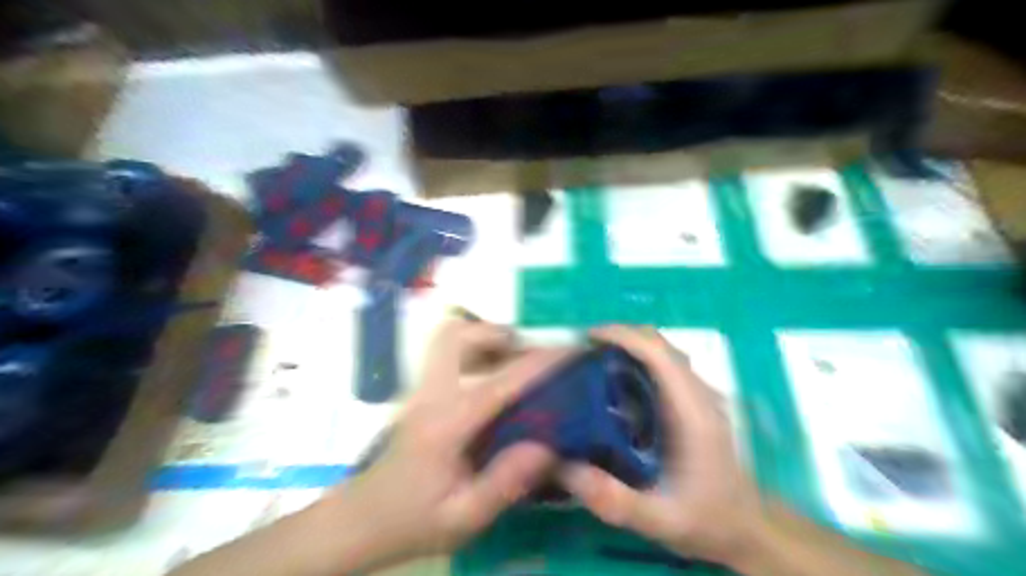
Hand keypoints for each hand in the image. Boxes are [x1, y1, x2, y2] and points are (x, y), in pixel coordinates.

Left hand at [328, 319, 573, 566]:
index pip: (499, 382)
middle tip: (530, 354)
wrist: (364, 519)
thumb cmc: (414, 520)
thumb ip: (504, 483)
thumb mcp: (464, 518)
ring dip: (485, 337)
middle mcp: (431, 395)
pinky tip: (493, 374)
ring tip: (514, 360)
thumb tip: (547, 446)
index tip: (571, 350)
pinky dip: (475, 349)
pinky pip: (448, 352)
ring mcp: (421, 388)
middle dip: (499, 335)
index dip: (539, 363)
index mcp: (446, 425)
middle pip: (457, 336)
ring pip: (449, 337)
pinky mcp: (422, 391)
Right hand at [558, 327, 765, 563]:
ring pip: (664, 352)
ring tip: (594, 361)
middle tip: (583, 350)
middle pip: (660, 344)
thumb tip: (562, 467)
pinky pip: (665, 366)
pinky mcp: (696, 400)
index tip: (588, 338)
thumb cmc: (706, 518)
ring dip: (630, 346)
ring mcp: (701, 394)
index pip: (659, 355)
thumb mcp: (658, 520)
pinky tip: (617, 383)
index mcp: (692, 413)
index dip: (623, 337)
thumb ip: (613, 499)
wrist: (749, 526)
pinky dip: (638, 360)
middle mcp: (699, 394)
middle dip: (621, 336)